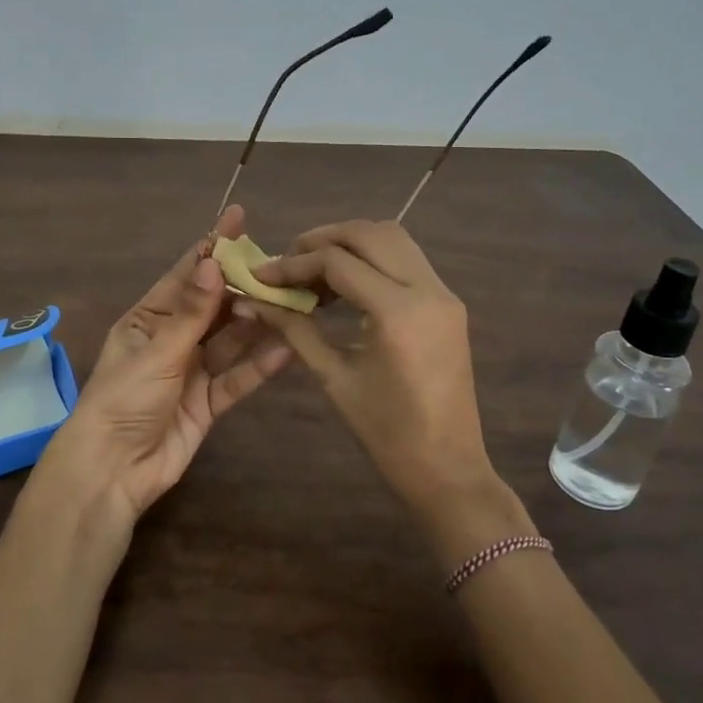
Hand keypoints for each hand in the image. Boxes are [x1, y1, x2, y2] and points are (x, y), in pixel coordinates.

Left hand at [29, 204, 293, 532]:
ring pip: (230, 341)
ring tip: (291, 303)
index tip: (239, 219)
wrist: (112, 471)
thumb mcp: (157, 351)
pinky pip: (237, 379)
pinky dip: (258, 367)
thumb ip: (191, 312)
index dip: (212, 247)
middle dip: (243, 288)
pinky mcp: (208, 404)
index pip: (186, 275)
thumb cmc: (124, 400)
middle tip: (282, 268)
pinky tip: (286, 350)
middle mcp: (172, 339)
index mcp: (148, 319)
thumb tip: (214, 262)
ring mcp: (191, 372)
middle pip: (214, 307)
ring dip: (256, 324)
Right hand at [239, 220, 532, 546]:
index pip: (338, 262)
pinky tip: (344, 284)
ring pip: (393, 238)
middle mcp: (428, 290)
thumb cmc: (386, 433)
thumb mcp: (333, 378)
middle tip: (288, 261)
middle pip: (370, 233)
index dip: (294, 263)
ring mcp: (444, 294)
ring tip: (313, 268)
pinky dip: (372, 258)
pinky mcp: (448, 303)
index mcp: (398, 313)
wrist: (448, 469)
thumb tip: (253, 301)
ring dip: (350, 242)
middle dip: (323, 239)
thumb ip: (294, 329)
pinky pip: (407, 260)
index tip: (262, 274)